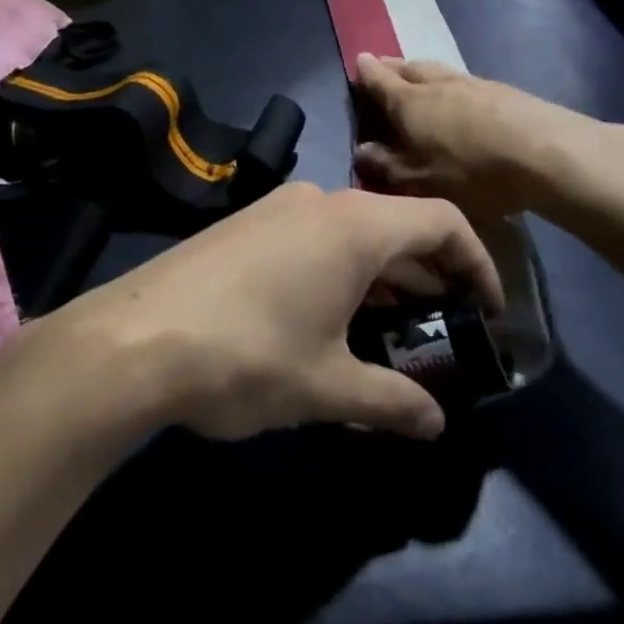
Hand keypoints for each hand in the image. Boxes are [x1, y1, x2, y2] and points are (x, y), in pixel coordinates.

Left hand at [47, 183, 503, 443]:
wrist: (136, 339)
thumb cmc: (249, 355)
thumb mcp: (328, 387)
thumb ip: (391, 402)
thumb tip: (433, 423)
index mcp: (354, 225)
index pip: (441, 221)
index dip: (477, 262)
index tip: (487, 310)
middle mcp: (318, 201)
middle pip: (395, 223)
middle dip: (427, 272)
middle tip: (444, 325)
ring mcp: (275, 207)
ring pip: (350, 230)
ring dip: (380, 273)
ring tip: (390, 327)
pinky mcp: (243, 224)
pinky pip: (311, 235)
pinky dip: (338, 268)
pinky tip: (328, 317)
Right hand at [352, 54, 623, 224]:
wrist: (547, 154)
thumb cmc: (472, 171)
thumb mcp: (419, 181)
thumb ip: (386, 165)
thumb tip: (361, 150)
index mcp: (409, 102)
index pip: (380, 80)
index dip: (366, 72)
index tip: (358, 61)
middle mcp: (437, 84)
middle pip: (410, 67)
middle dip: (393, 67)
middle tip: (384, 67)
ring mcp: (473, 84)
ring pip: (439, 71)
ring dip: (423, 72)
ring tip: (418, 78)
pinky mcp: (504, 92)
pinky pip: (465, 82)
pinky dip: (452, 86)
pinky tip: (460, 99)